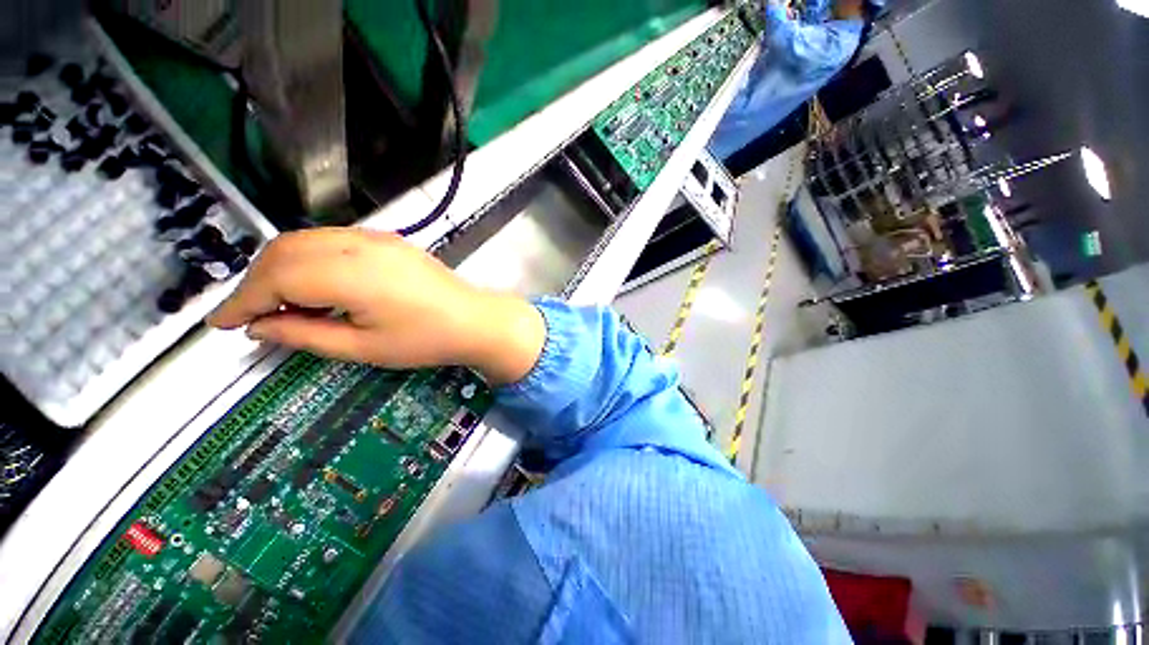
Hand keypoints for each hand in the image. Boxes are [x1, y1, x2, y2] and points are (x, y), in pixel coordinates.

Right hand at [207, 228, 545, 384]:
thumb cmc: (426, 340)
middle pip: (285, 251)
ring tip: (277, 304)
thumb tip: (257, 327)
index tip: (219, 324)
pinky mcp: (388, 240)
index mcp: (351, 274)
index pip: (276, 278)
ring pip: (305, 240)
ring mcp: (377, 238)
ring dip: (280, 267)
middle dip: (256, 282)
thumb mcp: (363, 348)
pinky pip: (332, 240)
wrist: (475, 320)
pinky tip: (313, 284)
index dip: (241, 300)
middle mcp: (359, 245)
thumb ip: (305, 335)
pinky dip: (308, 259)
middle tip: (250, 316)